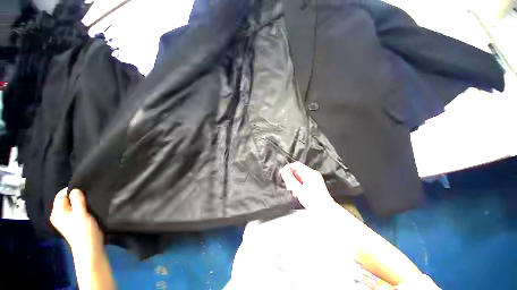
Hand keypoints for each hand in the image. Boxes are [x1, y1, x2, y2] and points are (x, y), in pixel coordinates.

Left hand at [50, 188, 102, 252]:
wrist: (90, 247)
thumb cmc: (83, 230)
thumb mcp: (81, 214)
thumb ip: (77, 201)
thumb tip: (75, 189)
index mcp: (57, 212)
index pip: (61, 195)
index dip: (72, 191)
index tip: (84, 190)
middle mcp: (59, 215)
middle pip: (66, 200)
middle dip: (77, 196)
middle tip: (89, 196)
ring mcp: (66, 219)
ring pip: (73, 205)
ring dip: (81, 202)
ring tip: (90, 202)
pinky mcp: (74, 222)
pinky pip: (76, 210)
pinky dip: (82, 207)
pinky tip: (89, 208)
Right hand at [279, 162, 336, 209]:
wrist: (325, 210)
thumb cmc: (314, 201)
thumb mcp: (298, 189)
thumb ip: (290, 179)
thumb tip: (283, 172)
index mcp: (310, 173)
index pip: (296, 165)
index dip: (288, 168)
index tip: (283, 174)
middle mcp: (313, 174)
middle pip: (297, 170)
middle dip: (291, 177)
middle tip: (288, 185)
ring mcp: (314, 178)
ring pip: (300, 176)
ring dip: (294, 182)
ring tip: (294, 190)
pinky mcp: (314, 183)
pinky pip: (303, 180)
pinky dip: (299, 184)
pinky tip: (298, 192)